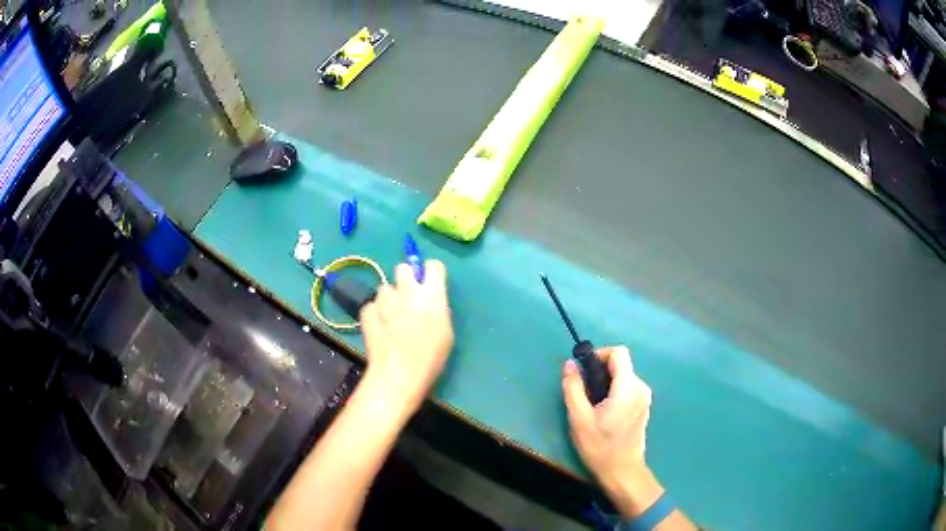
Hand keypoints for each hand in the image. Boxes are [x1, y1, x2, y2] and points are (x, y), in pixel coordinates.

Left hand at [359, 260, 453, 415]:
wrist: (398, 375)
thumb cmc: (430, 359)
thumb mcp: (446, 333)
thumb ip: (437, 309)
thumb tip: (430, 300)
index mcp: (431, 295)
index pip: (433, 265)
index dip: (431, 273)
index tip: (430, 283)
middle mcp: (407, 291)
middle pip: (403, 268)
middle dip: (406, 278)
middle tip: (408, 297)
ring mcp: (384, 300)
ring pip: (385, 288)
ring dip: (389, 298)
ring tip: (391, 318)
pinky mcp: (367, 310)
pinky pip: (372, 305)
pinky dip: (375, 313)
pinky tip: (379, 328)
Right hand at [563, 346, 653, 505]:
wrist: (622, 471)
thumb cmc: (599, 446)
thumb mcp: (579, 418)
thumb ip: (573, 388)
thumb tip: (570, 364)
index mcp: (628, 387)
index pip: (619, 352)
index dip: (600, 354)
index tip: (584, 370)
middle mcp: (641, 387)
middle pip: (621, 364)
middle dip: (600, 371)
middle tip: (583, 391)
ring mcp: (645, 397)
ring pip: (623, 376)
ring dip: (606, 382)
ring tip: (591, 405)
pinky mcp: (644, 406)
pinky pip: (628, 387)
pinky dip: (614, 391)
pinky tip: (604, 412)